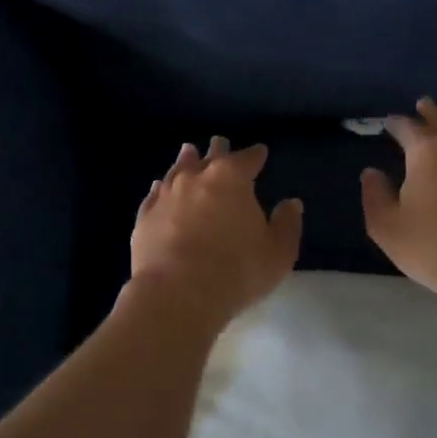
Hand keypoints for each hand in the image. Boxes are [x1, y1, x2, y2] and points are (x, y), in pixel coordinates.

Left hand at [130, 137, 302, 327]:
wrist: (176, 294)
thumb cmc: (236, 272)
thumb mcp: (277, 253)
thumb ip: (287, 225)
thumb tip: (291, 204)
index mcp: (231, 178)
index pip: (248, 158)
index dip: (256, 155)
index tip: (260, 152)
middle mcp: (196, 177)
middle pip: (210, 157)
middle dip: (218, 150)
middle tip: (219, 143)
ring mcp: (166, 195)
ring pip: (178, 169)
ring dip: (186, 161)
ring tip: (189, 152)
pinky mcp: (145, 216)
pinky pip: (155, 194)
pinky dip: (162, 188)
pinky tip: (160, 187)